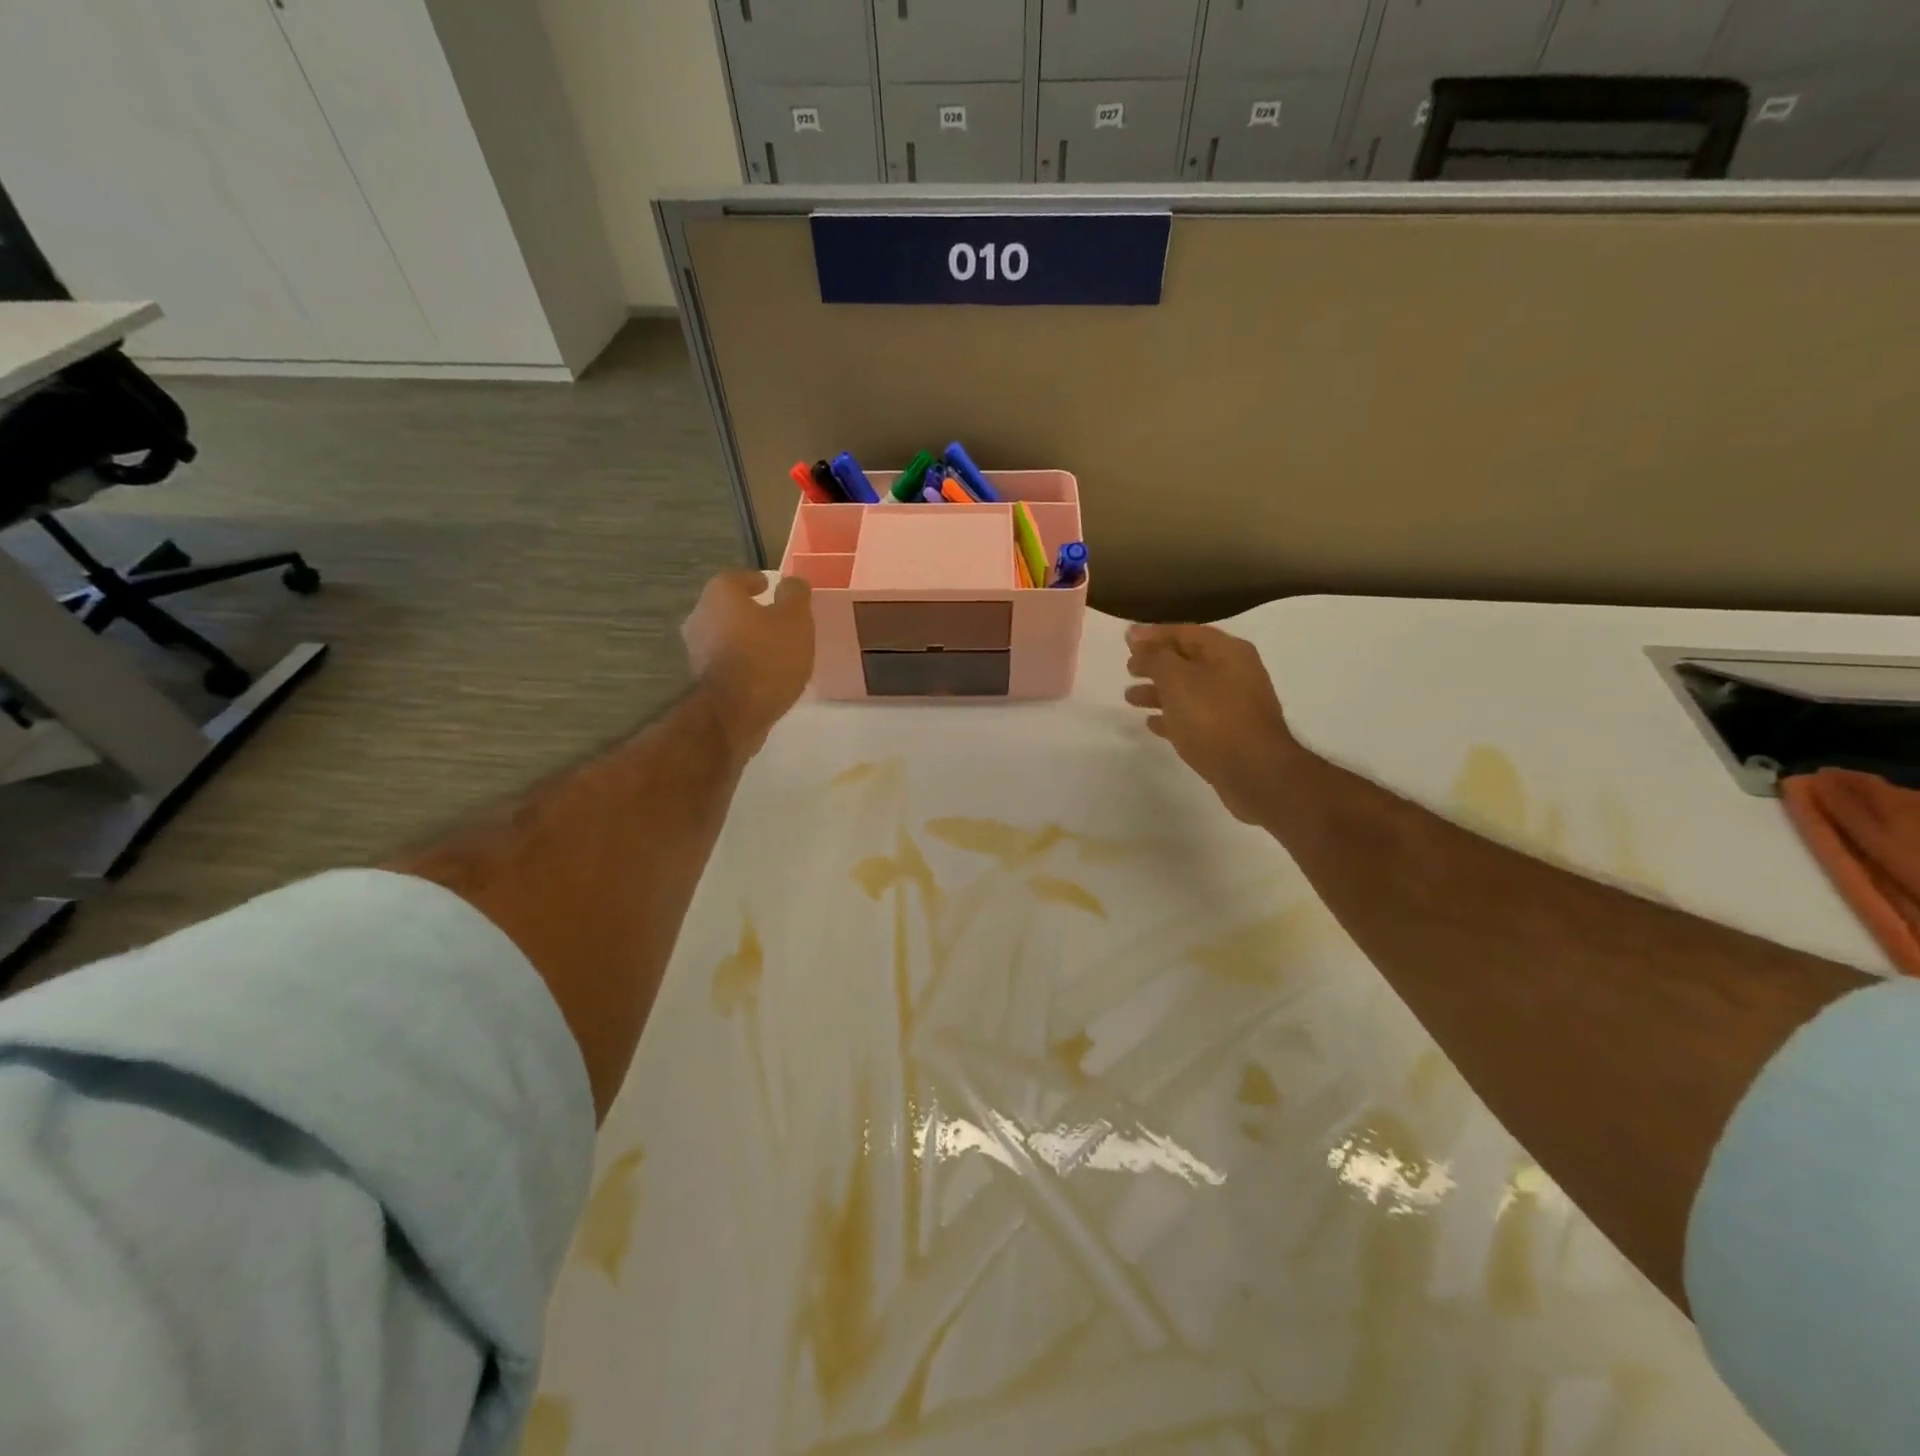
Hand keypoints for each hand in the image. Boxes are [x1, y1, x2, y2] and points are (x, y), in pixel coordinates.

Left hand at [682, 570, 813, 760]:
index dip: (753, 580)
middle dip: (747, 610)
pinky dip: (739, 661)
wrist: (734, 713)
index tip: (769, 587)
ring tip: (770, 648)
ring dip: (743, 637)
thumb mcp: (795, 621)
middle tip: (773, 618)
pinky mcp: (700, 678)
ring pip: (723, 634)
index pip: (735, 577)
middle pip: (726, 606)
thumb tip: (791, 581)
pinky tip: (760, 672)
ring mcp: (696, 649)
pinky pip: (724, 660)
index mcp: (720, 594)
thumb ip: (795, 595)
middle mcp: (700, 616)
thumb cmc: (767, 657)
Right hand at [1125, 623, 1301, 824]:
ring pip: (1188, 690)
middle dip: (1155, 663)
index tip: (1126, 639)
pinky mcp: (1229, 733)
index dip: (1153, 634)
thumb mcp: (1177, 679)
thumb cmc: (1213, 717)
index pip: (1184, 632)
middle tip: (1128, 668)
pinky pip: (1194, 716)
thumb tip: (1136, 637)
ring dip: (1159, 691)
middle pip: (1187, 660)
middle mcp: (1234, 672)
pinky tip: (1152, 723)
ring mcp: (1234, 704)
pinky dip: (1172, 716)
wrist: (1254, 772)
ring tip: (1130, 698)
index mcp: (1227, 651)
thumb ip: (1154, 656)